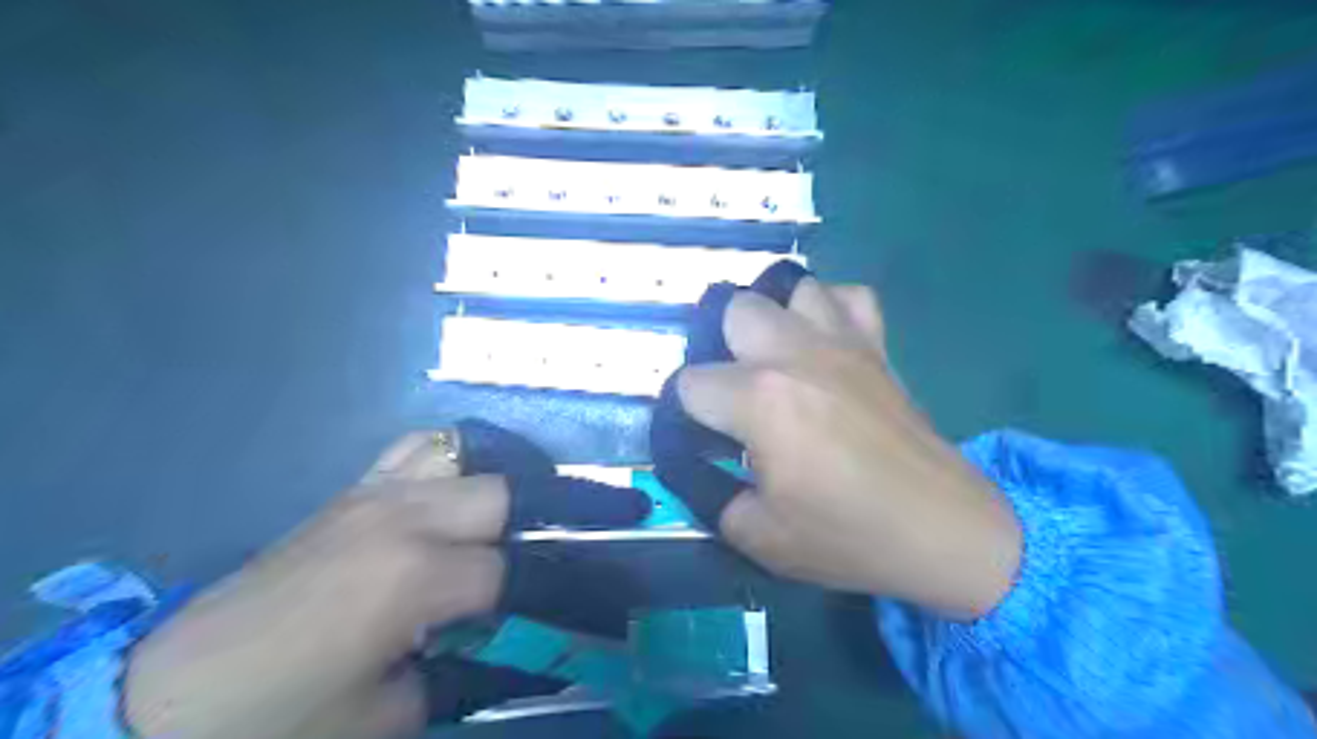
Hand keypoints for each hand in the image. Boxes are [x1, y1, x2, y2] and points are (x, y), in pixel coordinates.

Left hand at [124, 434, 506, 737]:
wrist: (175, 693)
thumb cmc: (284, 715)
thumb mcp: (389, 715)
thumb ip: (458, 670)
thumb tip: (494, 638)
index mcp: (415, 576)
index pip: (505, 570)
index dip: (524, 597)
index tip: (529, 614)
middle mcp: (404, 518)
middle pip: (499, 495)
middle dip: (519, 531)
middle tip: (517, 568)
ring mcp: (375, 494)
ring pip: (463, 458)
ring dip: (485, 492)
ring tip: (488, 528)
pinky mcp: (351, 490)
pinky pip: (416, 450)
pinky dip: (445, 464)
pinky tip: (443, 497)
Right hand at [674, 277, 1021, 616]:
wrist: (943, 531)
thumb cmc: (849, 536)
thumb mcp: (757, 536)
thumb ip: (709, 494)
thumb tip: (694, 465)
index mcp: (760, 401)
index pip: (689, 383)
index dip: (685, 412)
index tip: (702, 437)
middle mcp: (794, 354)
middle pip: (732, 309)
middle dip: (720, 347)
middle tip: (734, 392)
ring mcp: (841, 342)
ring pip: (790, 289)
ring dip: (773, 319)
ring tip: (775, 359)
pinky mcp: (876, 346)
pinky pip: (849, 297)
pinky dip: (828, 310)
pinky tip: (823, 343)